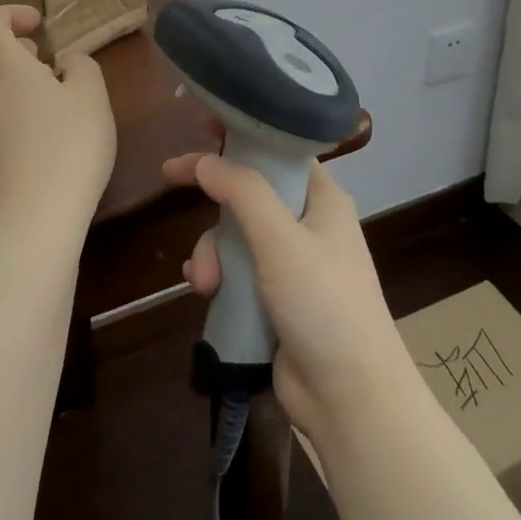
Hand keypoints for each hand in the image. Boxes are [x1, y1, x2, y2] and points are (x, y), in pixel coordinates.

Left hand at [0, 5, 115, 226]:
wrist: (35, 216)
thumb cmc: (70, 145)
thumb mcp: (92, 97)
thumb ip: (80, 67)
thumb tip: (64, 62)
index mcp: (3, 67)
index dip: (9, 15)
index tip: (38, 27)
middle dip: (1, 51)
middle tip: (38, 64)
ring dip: (4, 87)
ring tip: (46, 106)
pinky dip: (5, 119)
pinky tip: (37, 143)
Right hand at [162, 141, 413, 439]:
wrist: (349, 396)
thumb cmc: (323, 304)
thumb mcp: (282, 240)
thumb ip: (242, 192)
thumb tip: (205, 160)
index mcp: (322, 199)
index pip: (279, 150)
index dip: (243, 134)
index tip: (201, 123)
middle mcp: (308, 225)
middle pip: (249, 191)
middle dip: (214, 199)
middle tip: (171, 179)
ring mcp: (291, 264)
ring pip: (235, 234)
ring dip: (212, 250)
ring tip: (206, 281)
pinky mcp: (274, 299)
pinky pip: (235, 270)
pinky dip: (216, 274)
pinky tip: (204, 290)